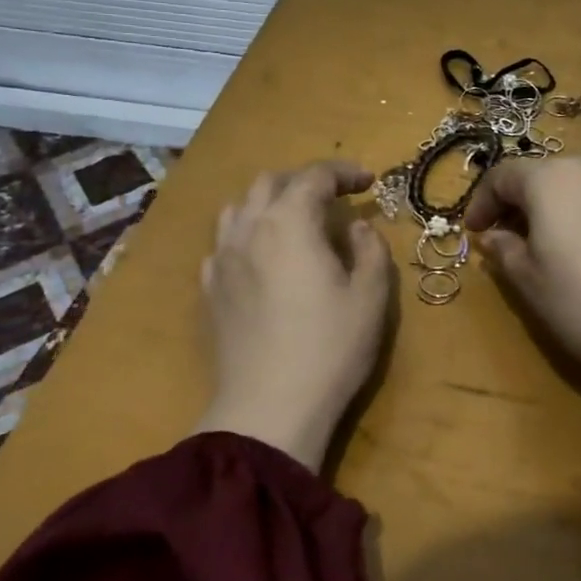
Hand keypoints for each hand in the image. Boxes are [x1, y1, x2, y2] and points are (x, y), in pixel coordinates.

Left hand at [191, 161, 392, 470]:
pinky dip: (247, 234)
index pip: (314, 176)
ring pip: (239, 207)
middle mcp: (248, 229)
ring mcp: (221, 259)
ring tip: (295, 221)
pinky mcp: (209, 290)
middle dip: (304, 181)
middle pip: (270, 182)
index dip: (344, 172)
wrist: (268, 408)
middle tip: (334, 198)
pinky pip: (224, 243)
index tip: (368, 183)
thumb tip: (357, 227)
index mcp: (289, 223)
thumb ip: (370, 249)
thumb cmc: (330, 348)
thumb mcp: (371, 296)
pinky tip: (262, 257)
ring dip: (270, 202)